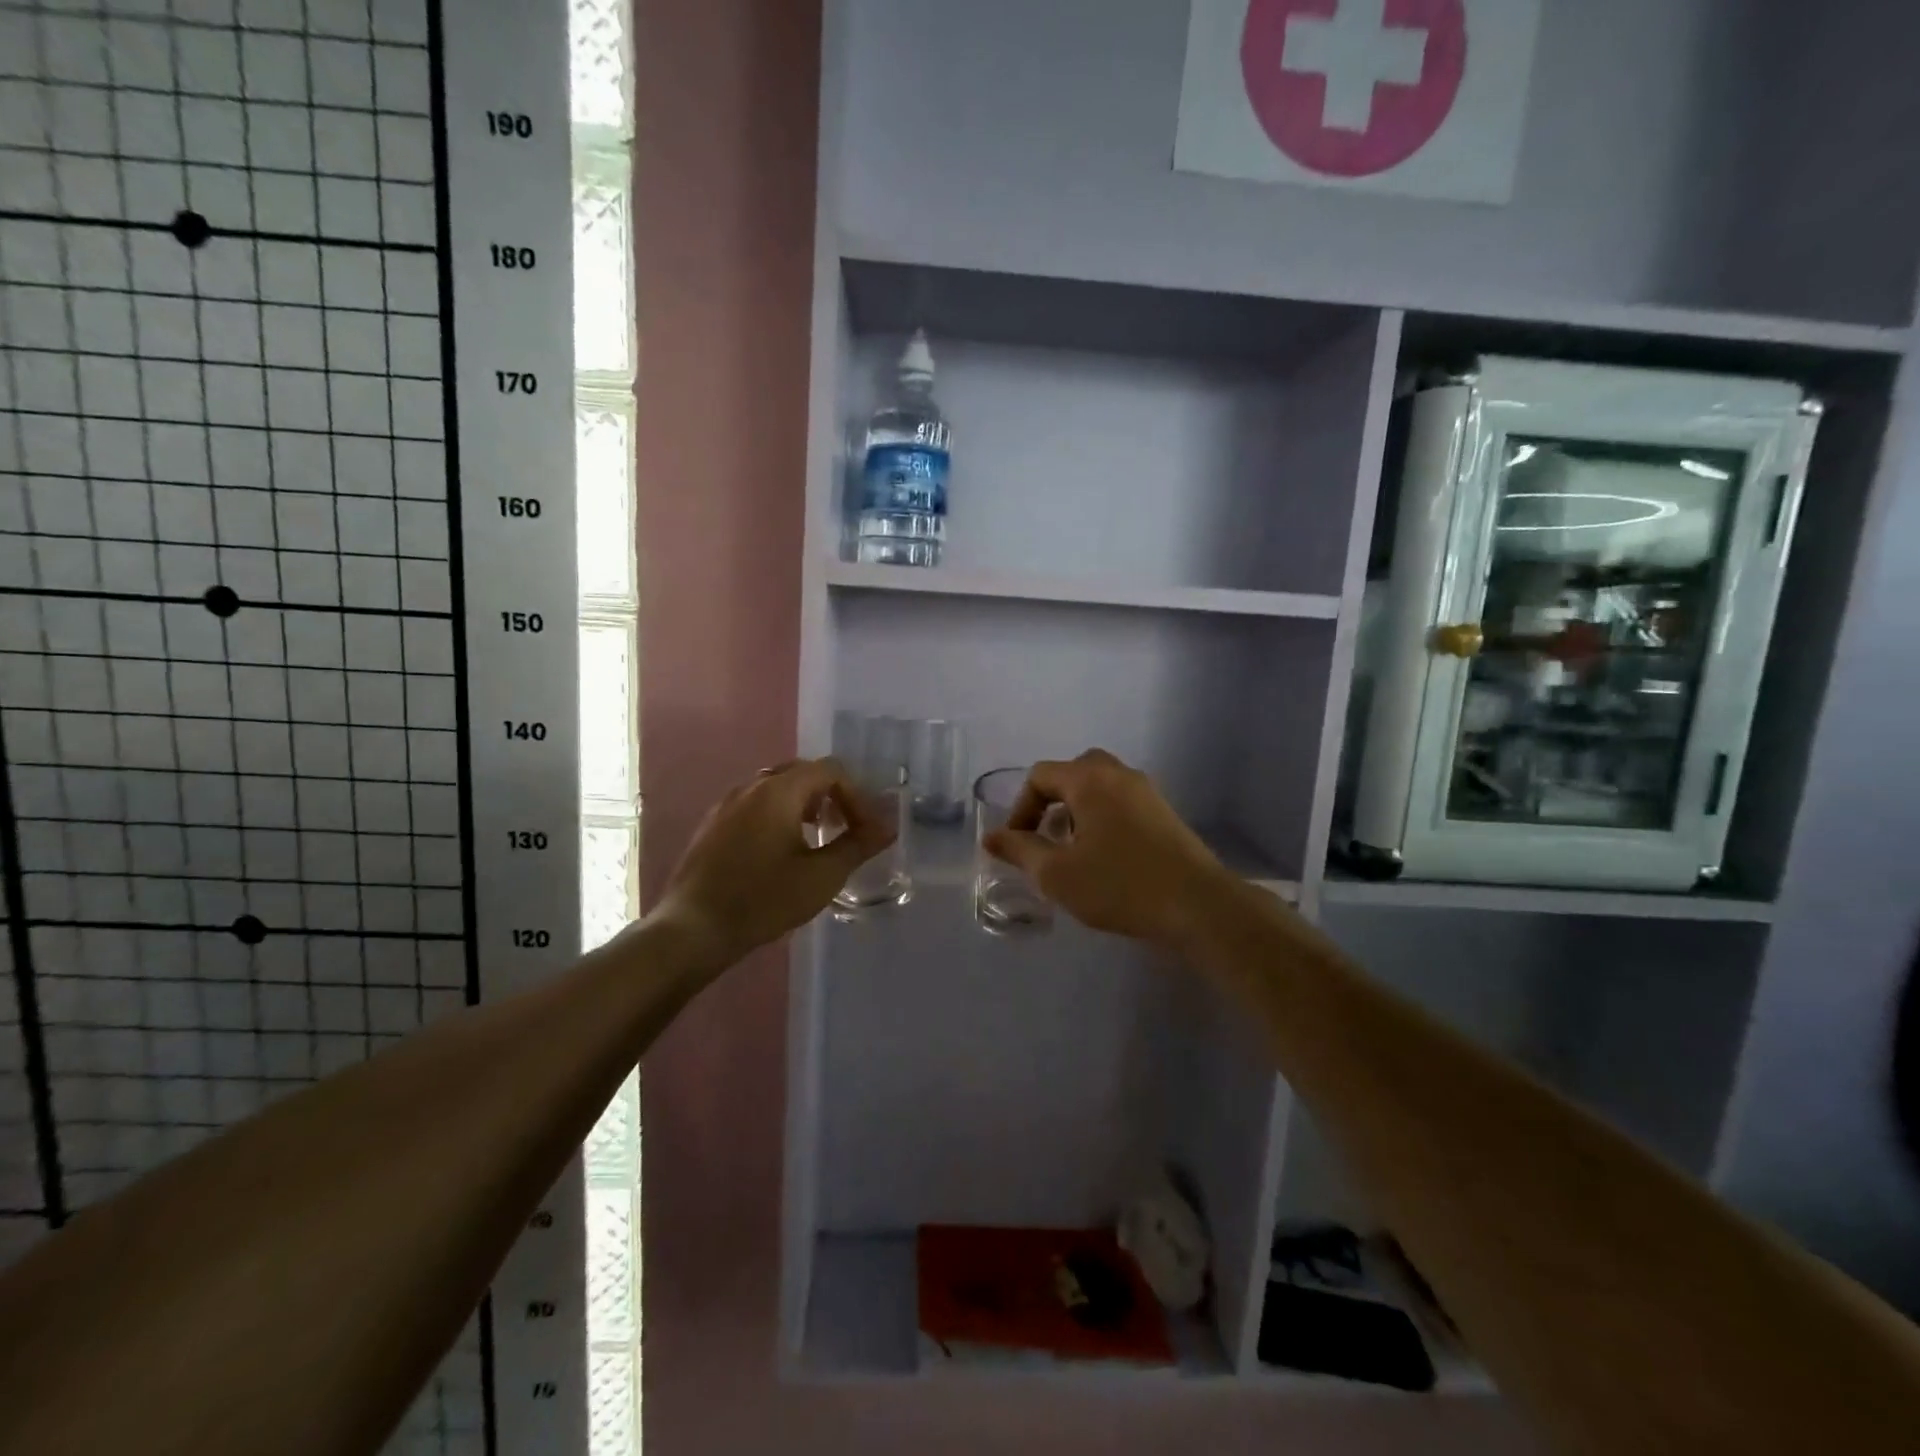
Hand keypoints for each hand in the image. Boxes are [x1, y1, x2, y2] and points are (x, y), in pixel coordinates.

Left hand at [652, 758, 894, 964]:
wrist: (693, 929)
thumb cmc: (763, 899)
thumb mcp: (821, 876)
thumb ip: (857, 846)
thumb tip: (887, 827)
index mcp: (778, 791)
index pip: (830, 770)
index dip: (856, 796)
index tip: (865, 830)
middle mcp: (751, 787)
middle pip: (802, 773)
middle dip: (831, 796)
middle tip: (844, 828)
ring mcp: (726, 805)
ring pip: (776, 789)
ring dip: (805, 805)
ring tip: (817, 839)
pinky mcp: (713, 826)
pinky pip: (755, 806)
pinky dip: (779, 815)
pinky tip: (781, 852)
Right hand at [982, 749, 1236, 947]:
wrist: (1198, 905)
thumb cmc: (1120, 885)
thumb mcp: (1057, 874)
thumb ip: (1020, 850)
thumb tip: (991, 836)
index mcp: (1089, 779)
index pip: (1040, 776)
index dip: (1020, 808)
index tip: (1018, 845)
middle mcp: (1119, 774)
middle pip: (1072, 772)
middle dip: (1051, 803)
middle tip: (1046, 838)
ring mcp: (1147, 791)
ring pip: (1099, 786)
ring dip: (1077, 811)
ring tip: (1073, 851)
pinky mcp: (1165, 813)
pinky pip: (1121, 801)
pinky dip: (1102, 817)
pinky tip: (1105, 857)